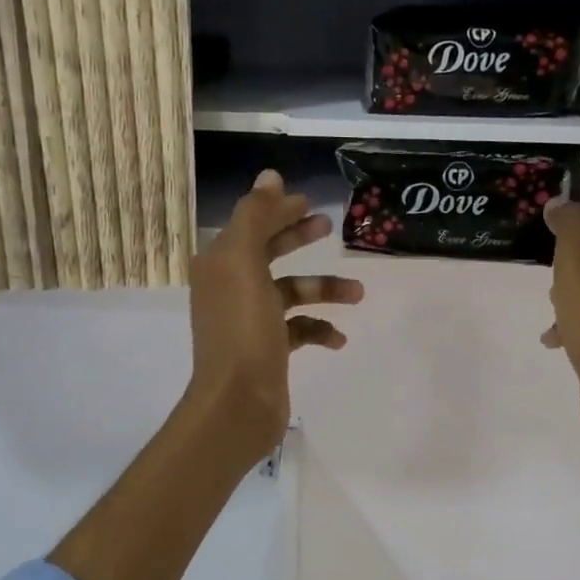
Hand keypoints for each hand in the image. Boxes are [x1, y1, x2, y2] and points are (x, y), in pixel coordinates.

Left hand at [186, 170, 364, 462]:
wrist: (237, 403)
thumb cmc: (242, 329)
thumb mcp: (244, 263)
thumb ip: (256, 216)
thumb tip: (270, 176)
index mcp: (221, 264)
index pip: (250, 224)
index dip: (277, 209)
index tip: (310, 202)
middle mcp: (231, 287)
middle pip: (268, 252)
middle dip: (298, 237)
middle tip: (329, 226)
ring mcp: (250, 320)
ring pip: (291, 292)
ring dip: (324, 289)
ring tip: (358, 293)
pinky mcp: (268, 349)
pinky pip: (299, 329)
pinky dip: (319, 329)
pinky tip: (338, 338)